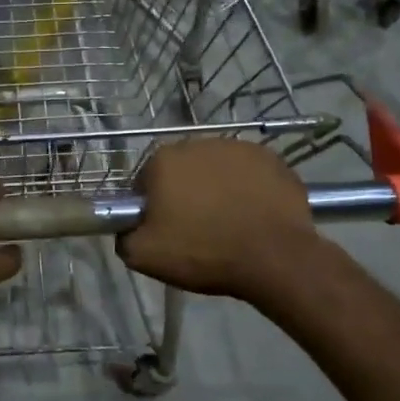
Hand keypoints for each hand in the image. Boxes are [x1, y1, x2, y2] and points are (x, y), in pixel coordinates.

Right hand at [117, 139, 317, 302]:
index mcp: (163, 160)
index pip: (145, 181)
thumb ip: (124, 236)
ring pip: (216, 169)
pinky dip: (248, 189)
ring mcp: (238, 147)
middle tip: (196, 227)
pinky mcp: (271, 159)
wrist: (275, 257)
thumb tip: (128, 227)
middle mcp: (198, 143)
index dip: (152, 206)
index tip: (164, 229)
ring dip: (217, 188)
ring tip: (228, 222)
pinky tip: (253, 215)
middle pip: (182, 170)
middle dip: (184, 192)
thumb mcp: (144, 256)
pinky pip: (249, 173)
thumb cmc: (204, 252)